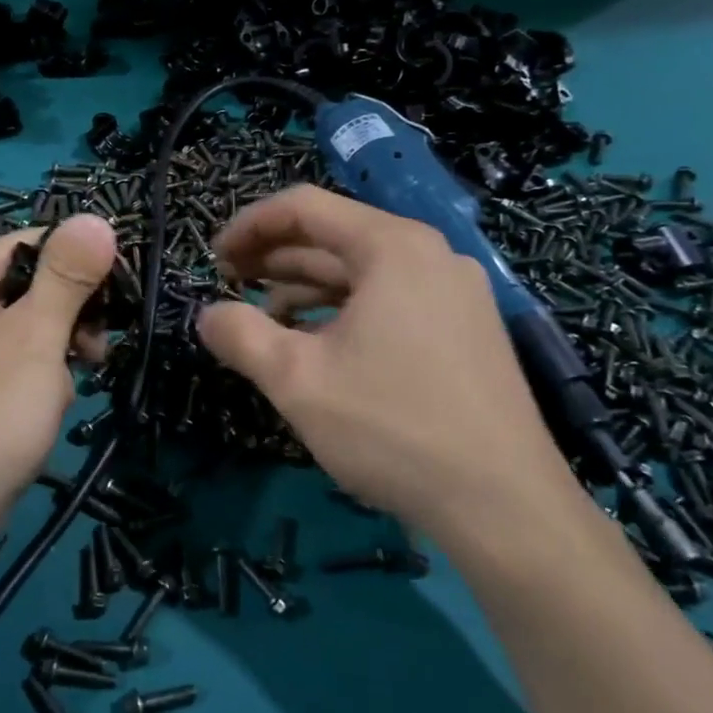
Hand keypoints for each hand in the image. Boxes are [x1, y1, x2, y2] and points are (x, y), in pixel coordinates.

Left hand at [0, 214, 116, 547]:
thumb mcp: (35, 340)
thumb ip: (67, 276)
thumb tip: (96, 218)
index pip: (29, 244)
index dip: (78, 266)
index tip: (117, 301)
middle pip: (26, 285)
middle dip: (67, 317)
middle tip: (93, 352)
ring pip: (22, 326)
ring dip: (55, 351)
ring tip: (67, 387)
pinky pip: (7, 359)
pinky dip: (35, 375)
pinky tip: (47, 406)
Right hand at [197, 186, 575, 544]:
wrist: (504, 505)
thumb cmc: (392, 428)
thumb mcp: (297, 380)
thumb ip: (241, 336)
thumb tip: (207, 316)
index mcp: (392, 247)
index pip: (304, 207)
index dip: (249, 226)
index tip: (213, 259)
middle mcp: (430, 255)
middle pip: (335, 236)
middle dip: (274, 258)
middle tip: (228, 285)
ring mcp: (455, 293)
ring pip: (363, 272)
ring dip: (306, 287)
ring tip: (263, 319)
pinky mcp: (466, 330)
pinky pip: (391, 301)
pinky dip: (344, 312)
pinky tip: (317, 345)